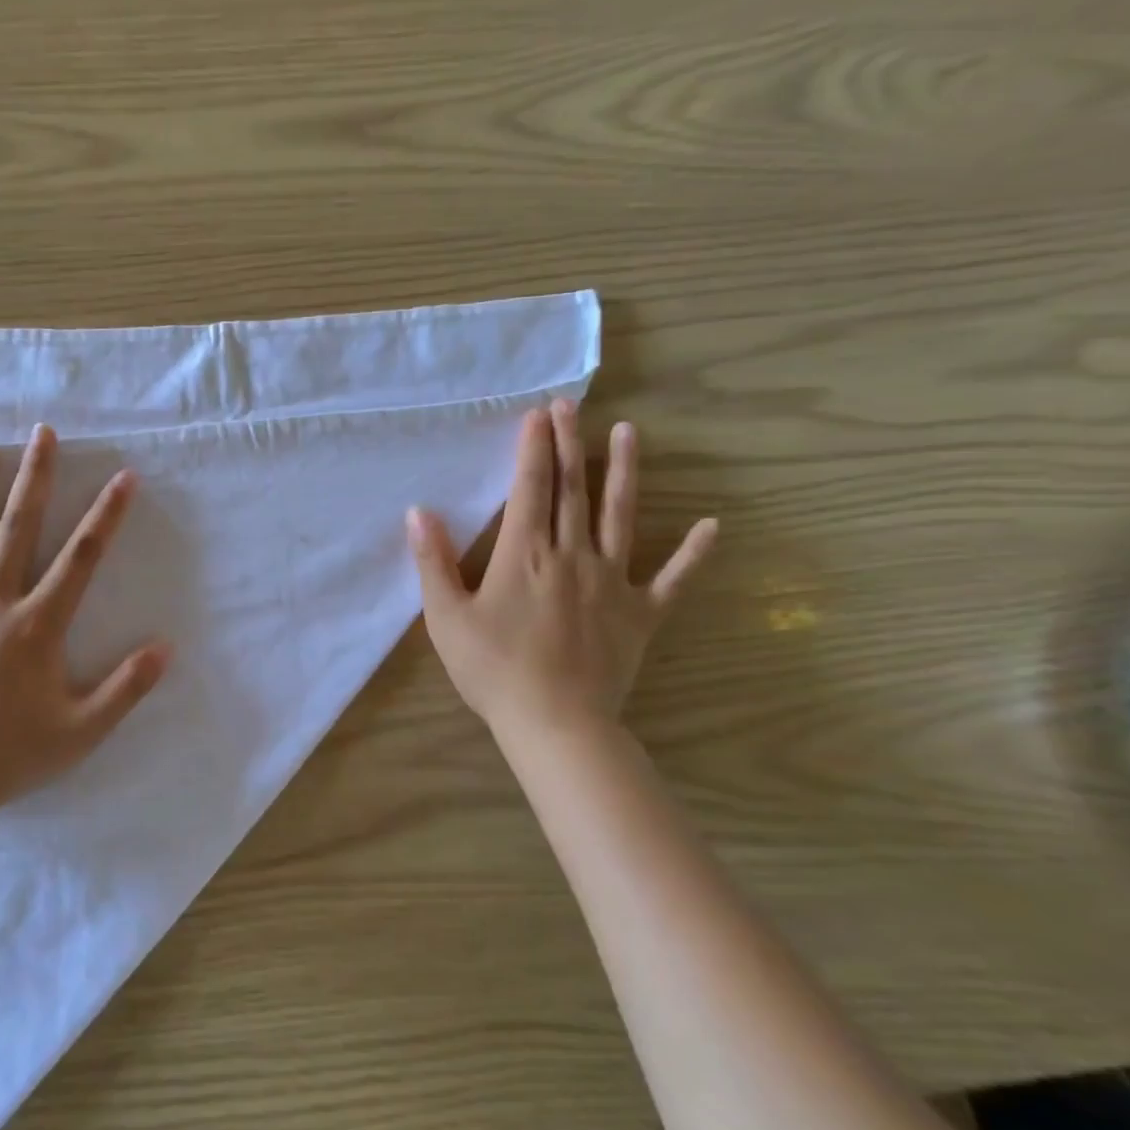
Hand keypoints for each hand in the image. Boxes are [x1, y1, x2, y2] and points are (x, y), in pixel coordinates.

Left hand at [0, 426, 169, 826]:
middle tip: (43, 432)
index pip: (81, 557)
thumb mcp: (80, 731)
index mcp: (36, 624)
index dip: (106, 515)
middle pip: (16, 527)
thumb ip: (126, 688)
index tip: (124, 477)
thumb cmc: (7, 756)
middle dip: (35, 476)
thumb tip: (166, 648)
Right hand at [407, 401, 715, 741]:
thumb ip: (433, 562)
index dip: (533, 448)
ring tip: (629, 432)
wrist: (554, 724)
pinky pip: (672, 579)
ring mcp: (612, 582)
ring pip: (620, 516)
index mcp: (525, 555)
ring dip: (624, 472)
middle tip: (571, 405)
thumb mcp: (446, 618)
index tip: (537, 414)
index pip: (530, 488)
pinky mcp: (641, 613)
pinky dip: (693, 553)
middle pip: (572, 489)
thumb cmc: (493, 670)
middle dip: (569, 443)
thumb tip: (418, 513)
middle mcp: (572, 555)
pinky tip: (711, 525)